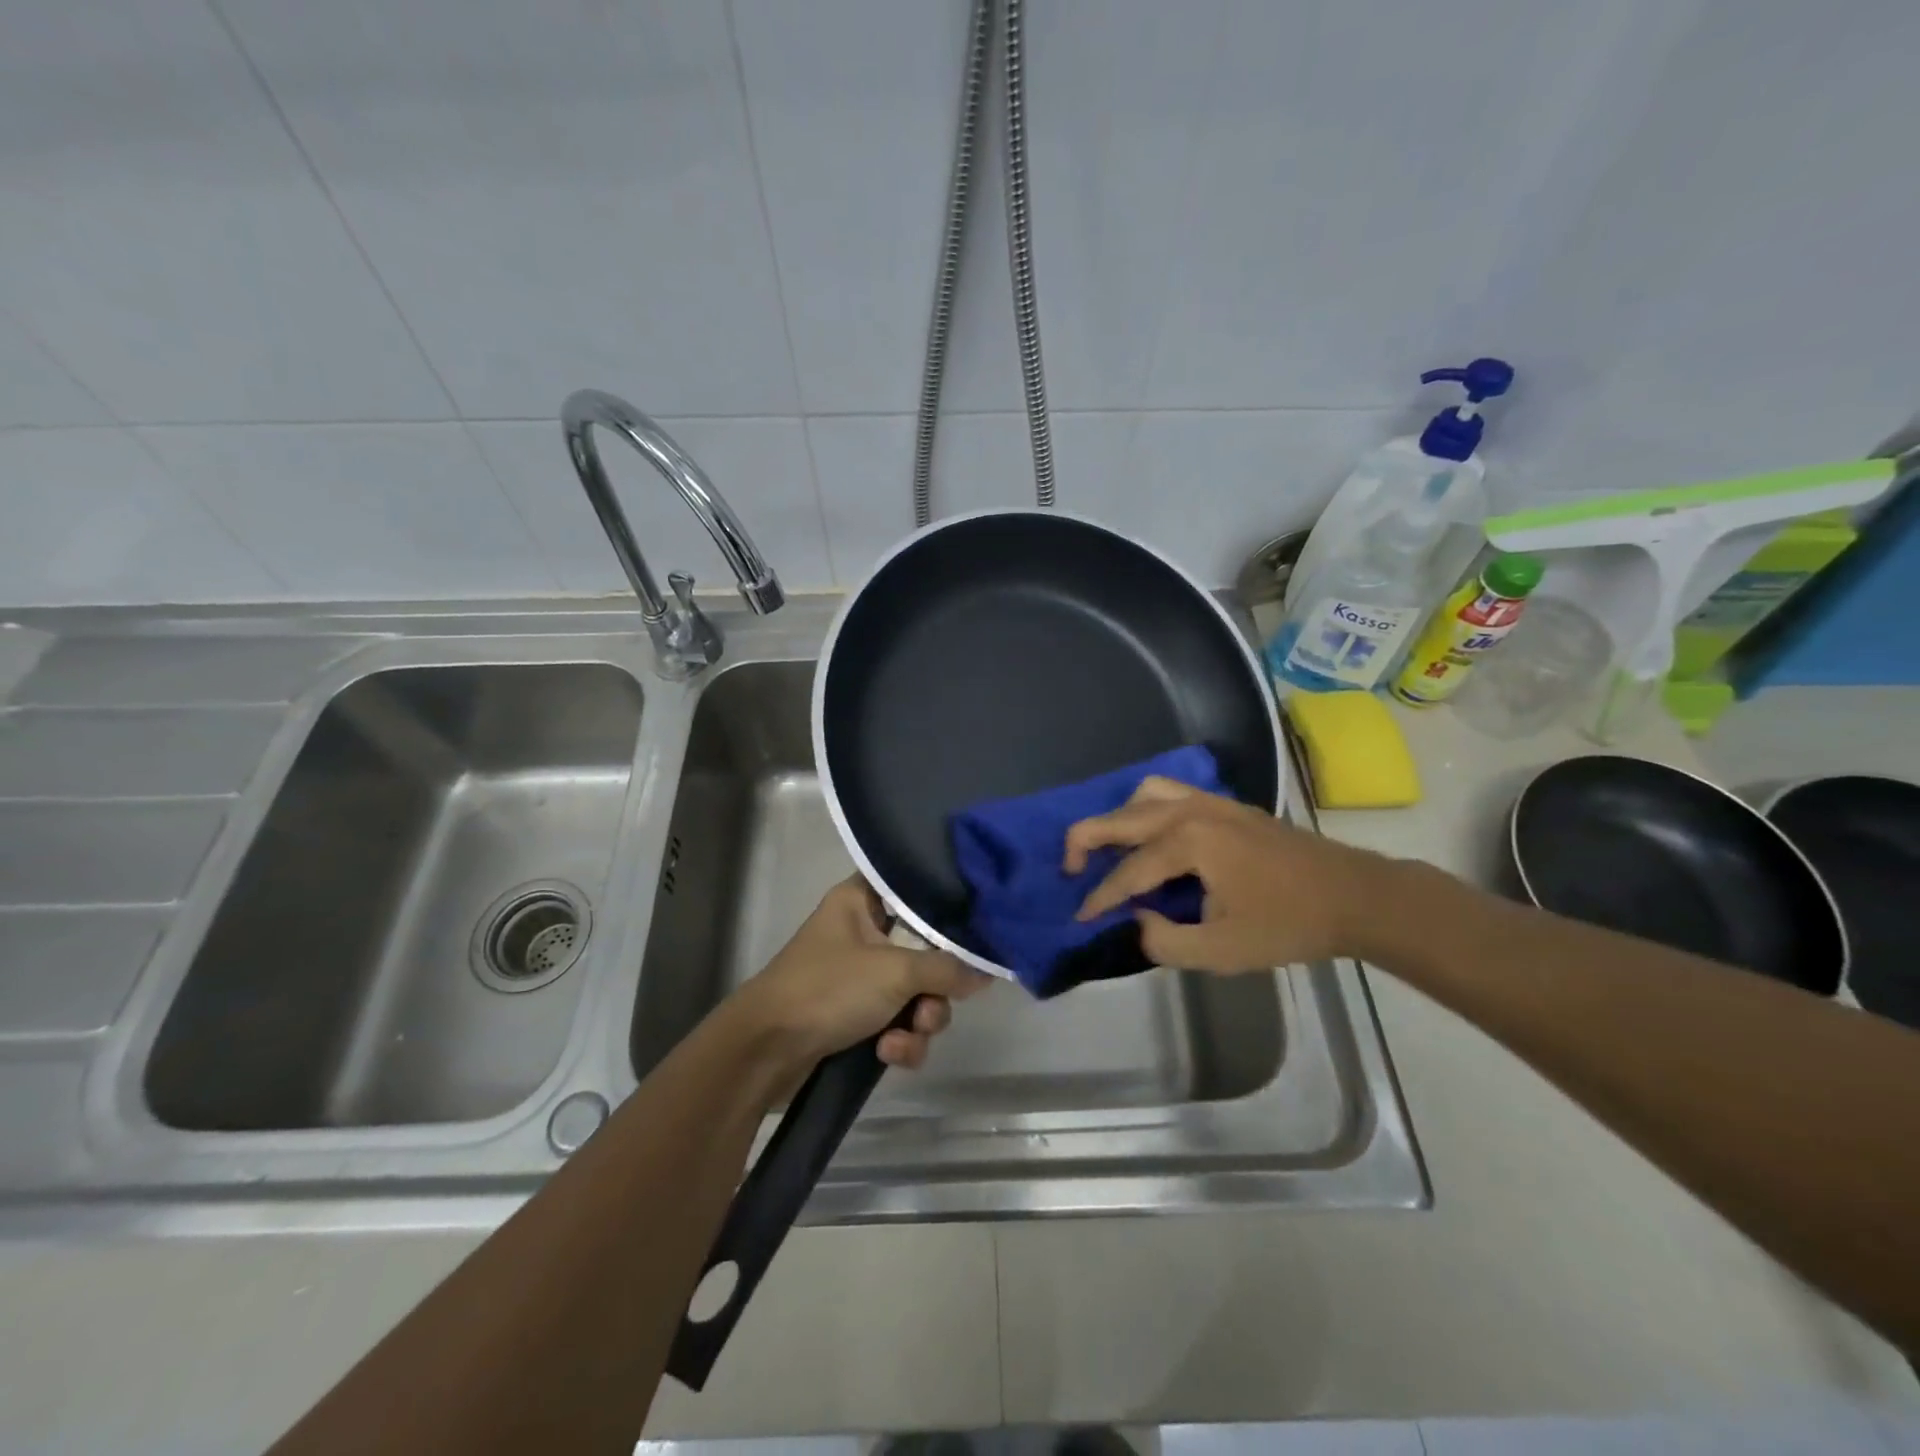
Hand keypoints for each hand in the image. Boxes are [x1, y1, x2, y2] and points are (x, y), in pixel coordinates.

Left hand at [734, 878, 990, 1070]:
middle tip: (928, 1009)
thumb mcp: (894, 972)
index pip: (911, 885)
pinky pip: (897, 1025)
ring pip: (915, 996)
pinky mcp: (855, 1020)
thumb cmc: (827, 989)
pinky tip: (886, 1055)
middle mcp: (862, 934)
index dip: (943, 902)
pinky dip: (899, 1043)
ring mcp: (859, 980)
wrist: (765, 1052)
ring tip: (902, 1039)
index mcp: (861, 902)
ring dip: (920, 1023)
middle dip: (934, 991)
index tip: (973, 922)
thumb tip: (987, 972)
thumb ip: (947, 969)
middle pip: (924, 952)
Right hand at [1063, 776, 1391, 971]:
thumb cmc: (1288, 924)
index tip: (1078, 917)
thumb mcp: (1222, 950)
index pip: (1128, 871)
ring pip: (1146, 795)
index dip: (1100, 897)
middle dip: (1087, 841)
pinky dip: (1146, 808)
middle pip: (1122, 817)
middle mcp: (1191, 811)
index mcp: (1189, 843)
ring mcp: (1211, 802)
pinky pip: (1171, 794)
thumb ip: (1166, 942)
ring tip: (1110, 848)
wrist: (1354, 896)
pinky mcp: (1227, 806)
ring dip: (1118, 817)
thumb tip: (1136, 924)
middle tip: (1068, 869)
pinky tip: (1152, 836)